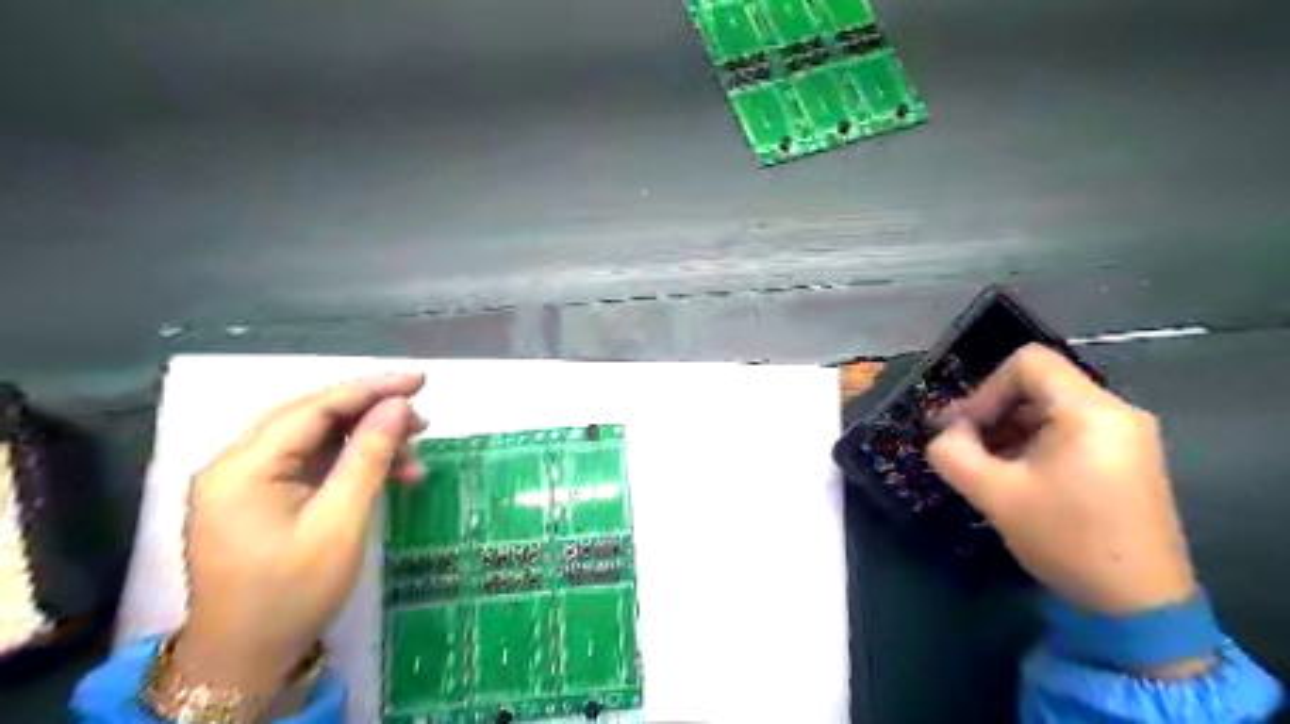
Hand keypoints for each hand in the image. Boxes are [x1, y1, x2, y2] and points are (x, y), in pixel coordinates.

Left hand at [170, 376, 425, 692]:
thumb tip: (397, 406)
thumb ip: (369, 456)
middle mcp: (237, 465)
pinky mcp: (260, 499)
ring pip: (316, 441)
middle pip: (313, 419)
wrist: (245, 660)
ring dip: (366, 442)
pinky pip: (312, 465)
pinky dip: (352, 465)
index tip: (420, 380)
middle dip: (371, 414)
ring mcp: (246, 482)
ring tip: (414, 454)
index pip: (314, 409)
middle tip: (422, 418)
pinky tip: (389, 475)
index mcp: (243, 467)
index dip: (371, 389)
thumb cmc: (293, 593)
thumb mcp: (340, 522)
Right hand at [921, 344, 1194, 617]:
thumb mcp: (995, 495)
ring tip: (986, 466)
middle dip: (992, 411)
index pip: (1028, 362)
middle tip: (963, 447)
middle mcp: (1116, 412)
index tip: (964, 429)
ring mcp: (1126, 436)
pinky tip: (1016, 477)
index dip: (985, 389)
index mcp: (1091, 412)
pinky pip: (1068, 430)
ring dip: (1009, 429)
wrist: (1138, 606)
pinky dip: (1033, 442)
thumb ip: (953, 453)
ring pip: (1050, 407)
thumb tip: (944, 434)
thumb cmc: (1066, 540)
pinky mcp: (1126, 458)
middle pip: (1038, 384)